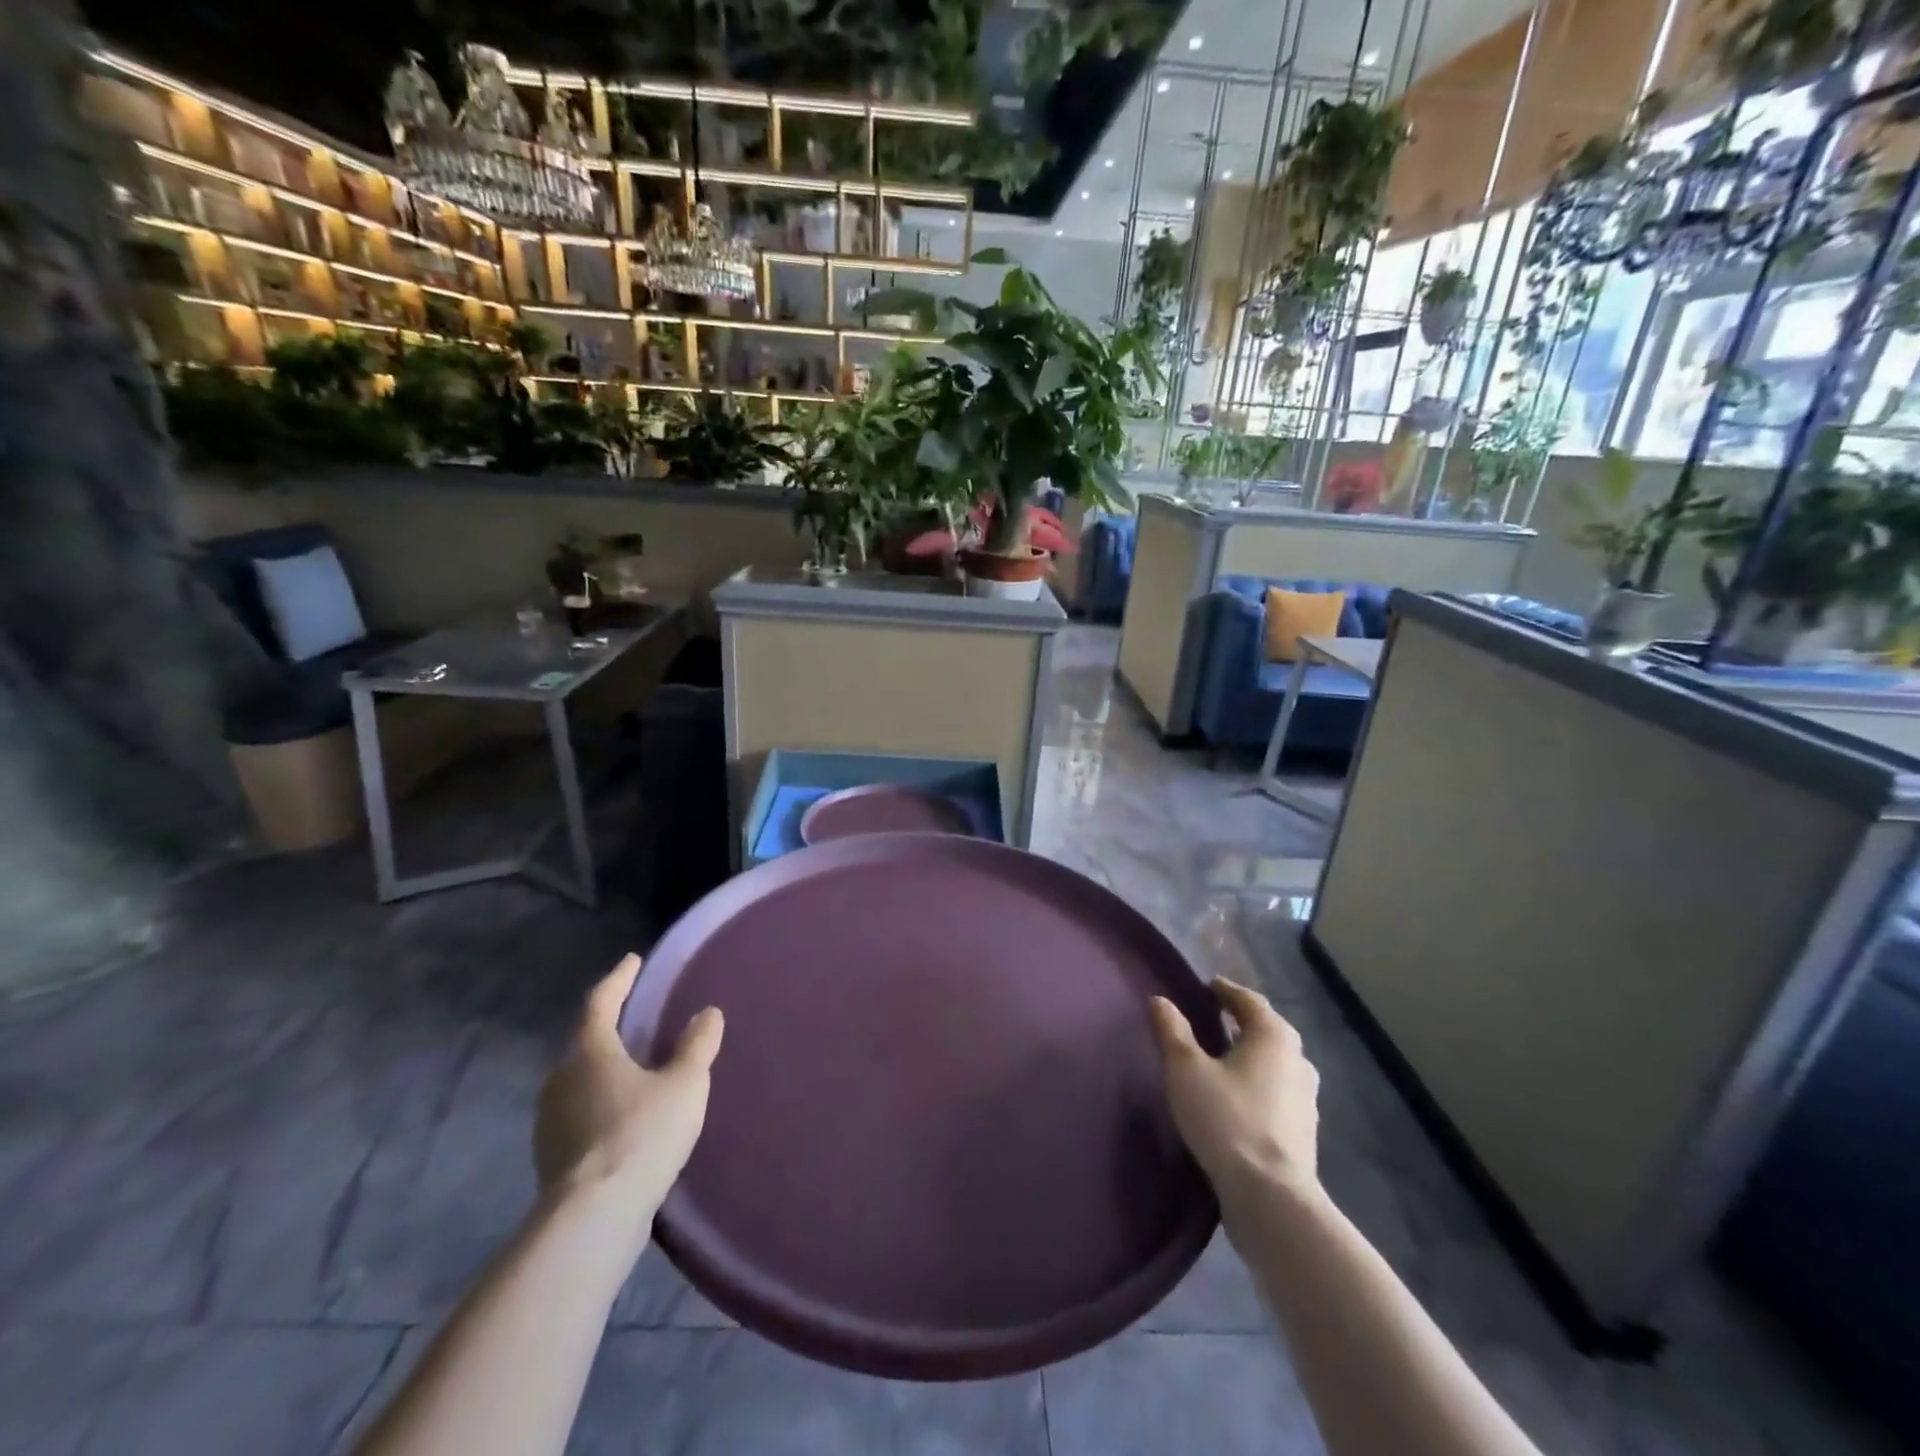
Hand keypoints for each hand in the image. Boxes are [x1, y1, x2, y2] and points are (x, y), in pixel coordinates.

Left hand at [534, 955, 723, 1222]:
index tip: (632, 961)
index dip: (618, 979)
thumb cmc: (641, 1133)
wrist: (593, 1219)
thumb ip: (697, 1046)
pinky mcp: (554, 1159)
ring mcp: (551, 1122)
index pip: (600, 1002)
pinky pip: (581, 1114)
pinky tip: (625, 1116)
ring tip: (635, 1067)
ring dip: (605, 1069)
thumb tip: (707, 1013)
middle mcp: (561, 1080)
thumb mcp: (684, 1084)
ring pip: (580, 1080)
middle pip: (585, 1042)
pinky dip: (602, 1103)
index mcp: (589, 1052)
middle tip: (637, 1016)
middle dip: (610, 1027)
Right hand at [1150, 978, 1319, 1203]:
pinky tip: (1237, 1096)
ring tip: (1222, 1057)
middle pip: (1266, 1029)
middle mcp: (1297, 1059)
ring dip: (1250, 1054)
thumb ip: (1172, 1031)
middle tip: (1212, 1018)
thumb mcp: (1186, 1069)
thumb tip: (1160, 1000)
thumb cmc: (1227, 1119)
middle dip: (1240, 1021)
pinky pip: (1277, 1091)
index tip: (1206, 987)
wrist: (1270, 1197)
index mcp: (1273, 1035)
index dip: (1225, 991)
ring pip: (1274, 1062)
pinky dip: (1257, 1082)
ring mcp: (1305, 1098)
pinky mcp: (1303, 1130)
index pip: (1248, 1000)